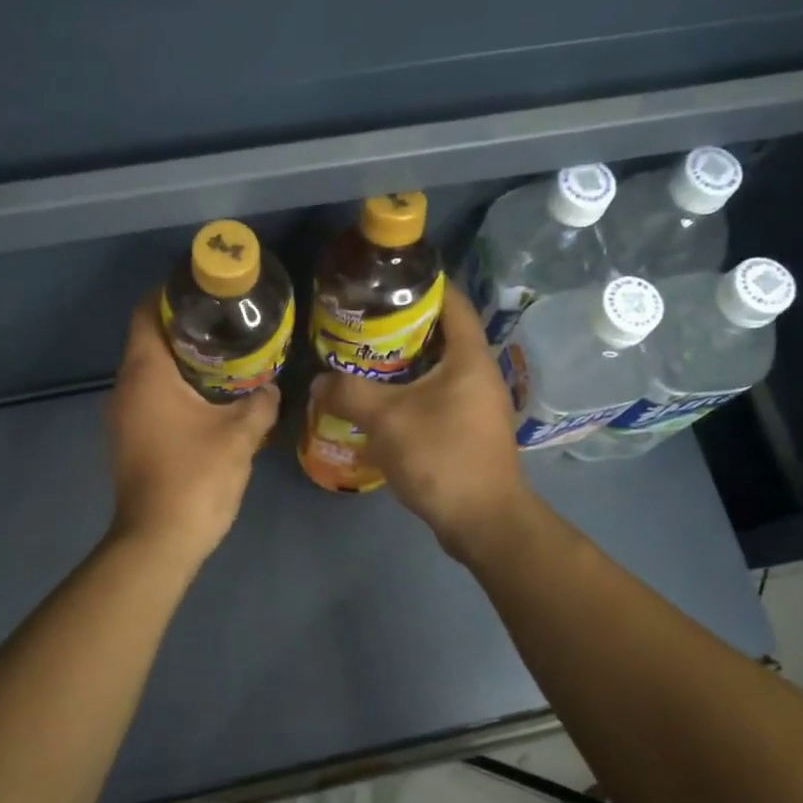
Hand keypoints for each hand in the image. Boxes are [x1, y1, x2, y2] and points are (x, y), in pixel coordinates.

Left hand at [106, 296, 279, 560]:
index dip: (171, 294)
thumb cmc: (196, 478)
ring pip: (151, 371)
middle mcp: (125, 387)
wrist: (159, 541)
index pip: (146, 312)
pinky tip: (212, 399)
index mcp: (146, 373)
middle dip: (187, 327)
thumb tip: (271, 389)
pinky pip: (151, 397)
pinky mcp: (130, 439)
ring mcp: (123, 416)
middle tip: (230, 324)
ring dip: (184, 361)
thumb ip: (260, 404)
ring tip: (228, 358)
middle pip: (150, 340)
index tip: (206, 290)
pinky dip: (177, 389)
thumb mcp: (240, 436)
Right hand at [311, 285, 529, 558]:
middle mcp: (479, 373)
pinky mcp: (468, 429)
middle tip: (358, 324)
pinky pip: (436, 396)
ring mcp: (476, 403)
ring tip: (360, 361)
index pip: (451, 300)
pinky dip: (408, 393)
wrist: (483, 521)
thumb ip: (348, 393)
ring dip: (401, 364)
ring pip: (435, 368)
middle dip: (399, 326)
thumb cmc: (441, 458)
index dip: (419, 284)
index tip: (381, 282)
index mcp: (469, 356)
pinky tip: (378, 404)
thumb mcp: (387, 420)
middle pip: (439, 334)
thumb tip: (318, 380)